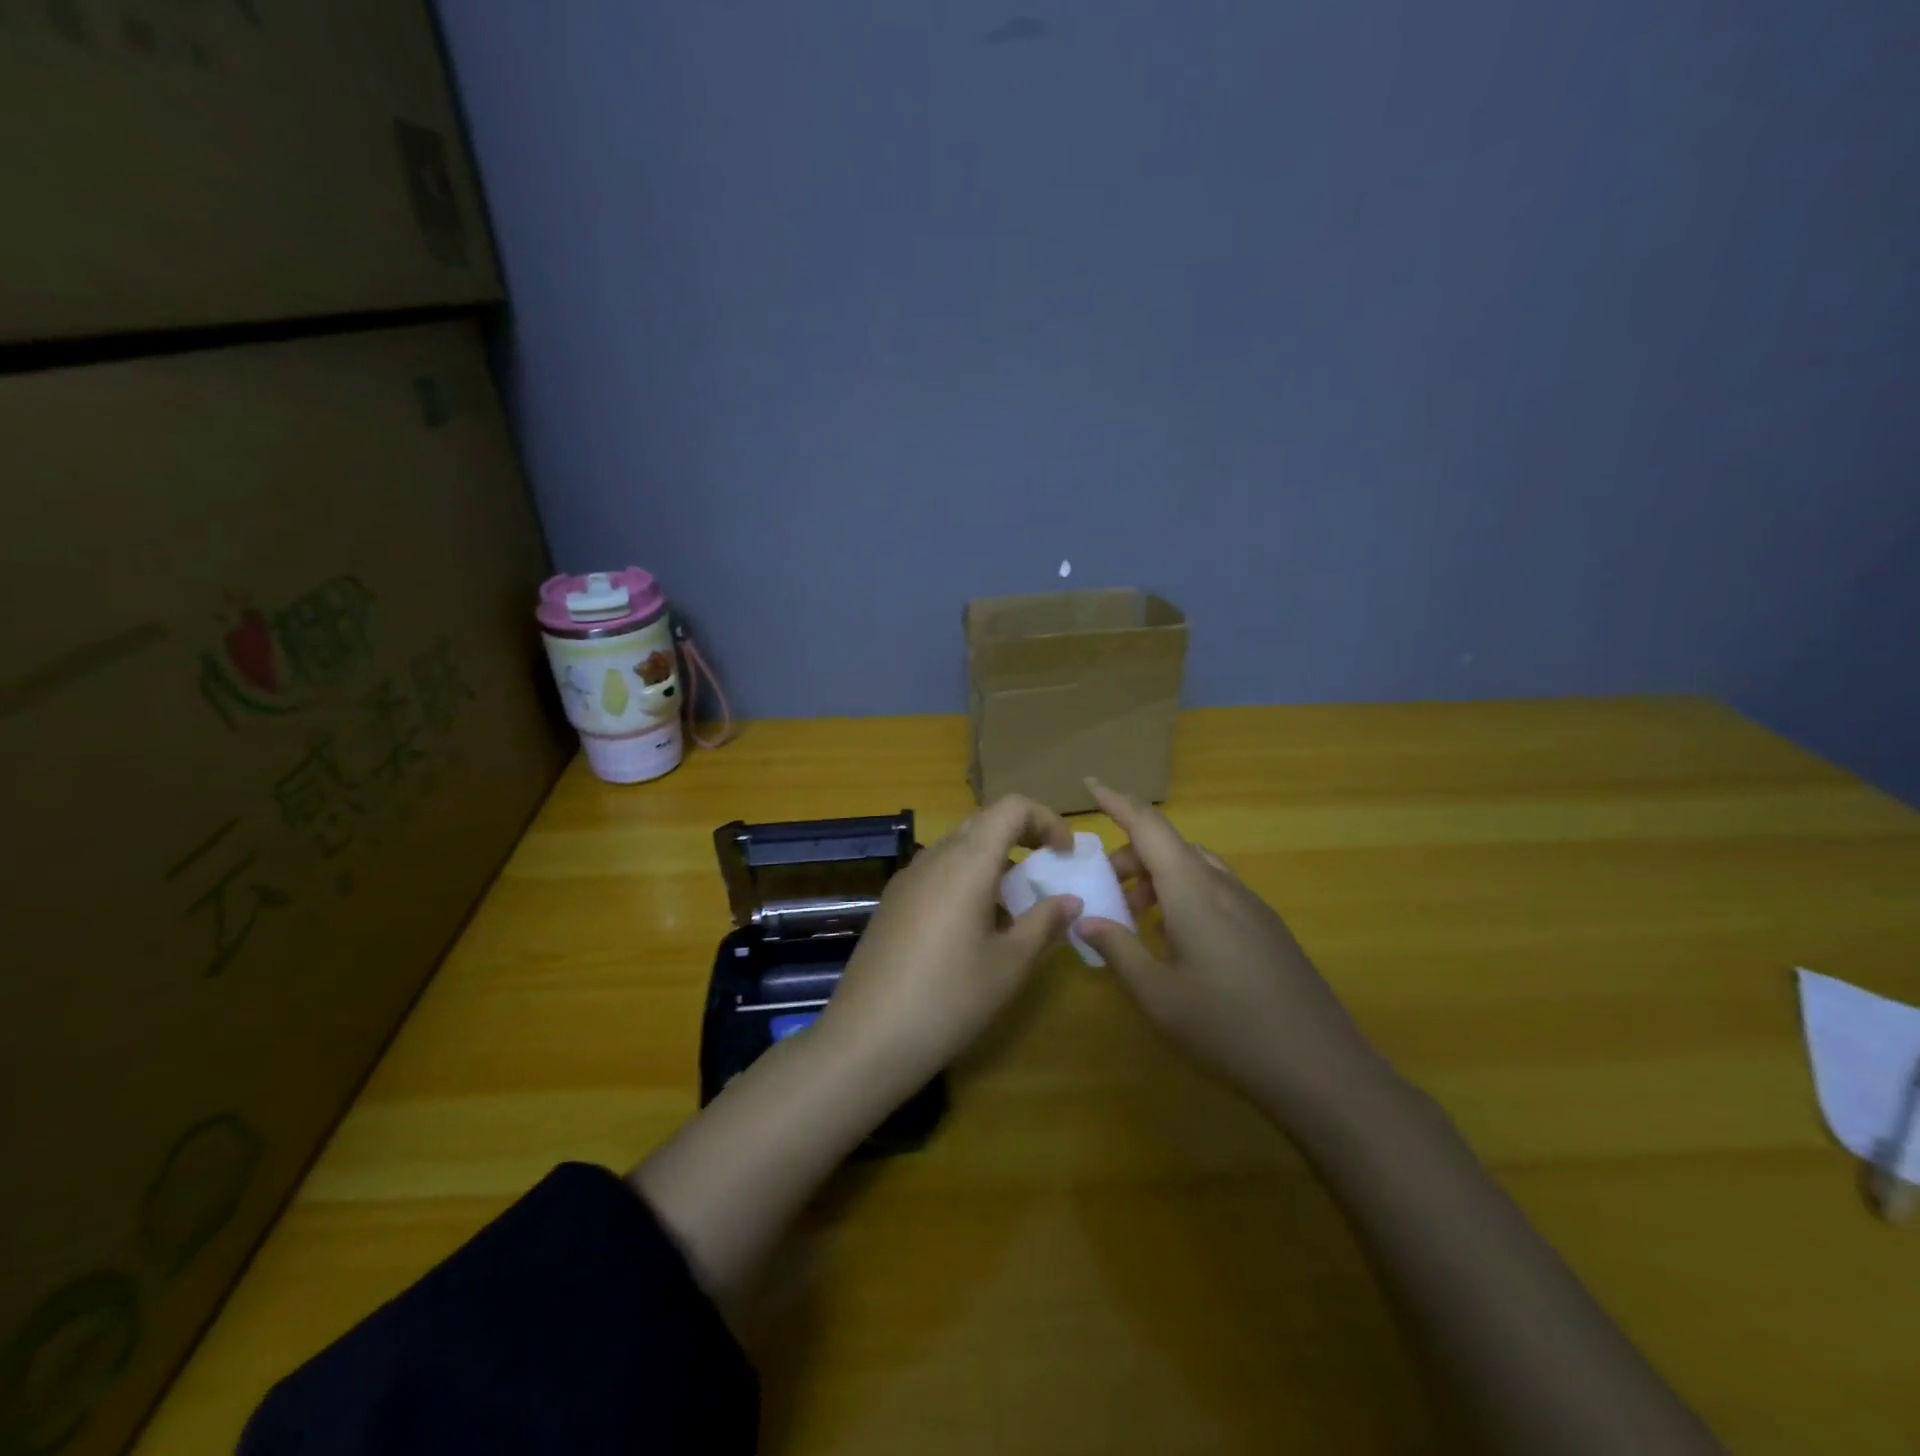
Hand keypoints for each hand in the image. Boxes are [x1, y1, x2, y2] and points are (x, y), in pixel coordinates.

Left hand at [817, 796, 1082, 1087]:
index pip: (1011, 807)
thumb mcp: (1010, 965)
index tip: (1065, 855)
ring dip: (993, 861)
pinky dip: (966, 879)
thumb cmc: (950, 998)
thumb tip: (1070, 900)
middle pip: (984, 821)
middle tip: (1046, 872)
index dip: (1046, 819)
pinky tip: (973, 929)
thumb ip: (1044, 923)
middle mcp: (934, 856)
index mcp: (967, 861)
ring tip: (1014, 908)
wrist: (867, 1037)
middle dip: (1022, 836)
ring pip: (959, 847)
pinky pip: (938, 872)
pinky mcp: (892, 901)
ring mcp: (907, 878)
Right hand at [1075, 779, 1379, 1108]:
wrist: (1322, 1069)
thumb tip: (1086, 919)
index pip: (1148, 827)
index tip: (1090, 784)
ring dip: (1159, 877)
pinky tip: (1179, 941)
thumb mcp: (1156, 995)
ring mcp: (1252, 906)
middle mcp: (1223, 886)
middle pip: (1170, 846)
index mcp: (1192, 891)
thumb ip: (1118, 949)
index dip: (1117, 802)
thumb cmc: (1227, 1028)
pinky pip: (1216, 890)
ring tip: (1138, 917)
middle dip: (1131, 856)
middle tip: (1107, 891)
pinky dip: (1185, 896)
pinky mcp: (1268, 928)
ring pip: (1196, 868)